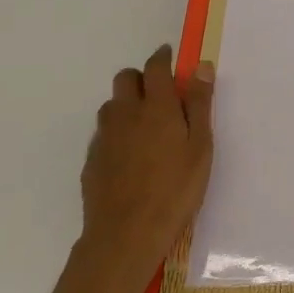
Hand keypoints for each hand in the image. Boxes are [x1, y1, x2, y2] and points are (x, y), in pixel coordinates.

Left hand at [79, 45, 214, 281]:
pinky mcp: (92, 161)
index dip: (163, 57)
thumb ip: (199, 104)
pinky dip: (117, 132)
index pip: (156, 67)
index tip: (170, 56)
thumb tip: (201, 66)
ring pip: (112, 105)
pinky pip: (103, 134)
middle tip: (160, 93)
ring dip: (127, 104)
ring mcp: (104, 138)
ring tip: (145, 125)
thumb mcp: (200, 147)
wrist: (125, 236)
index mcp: (156, 106)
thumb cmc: (175, 189)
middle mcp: (126, 114)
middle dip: (142, 77)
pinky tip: (130, 155)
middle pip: (125, 78)